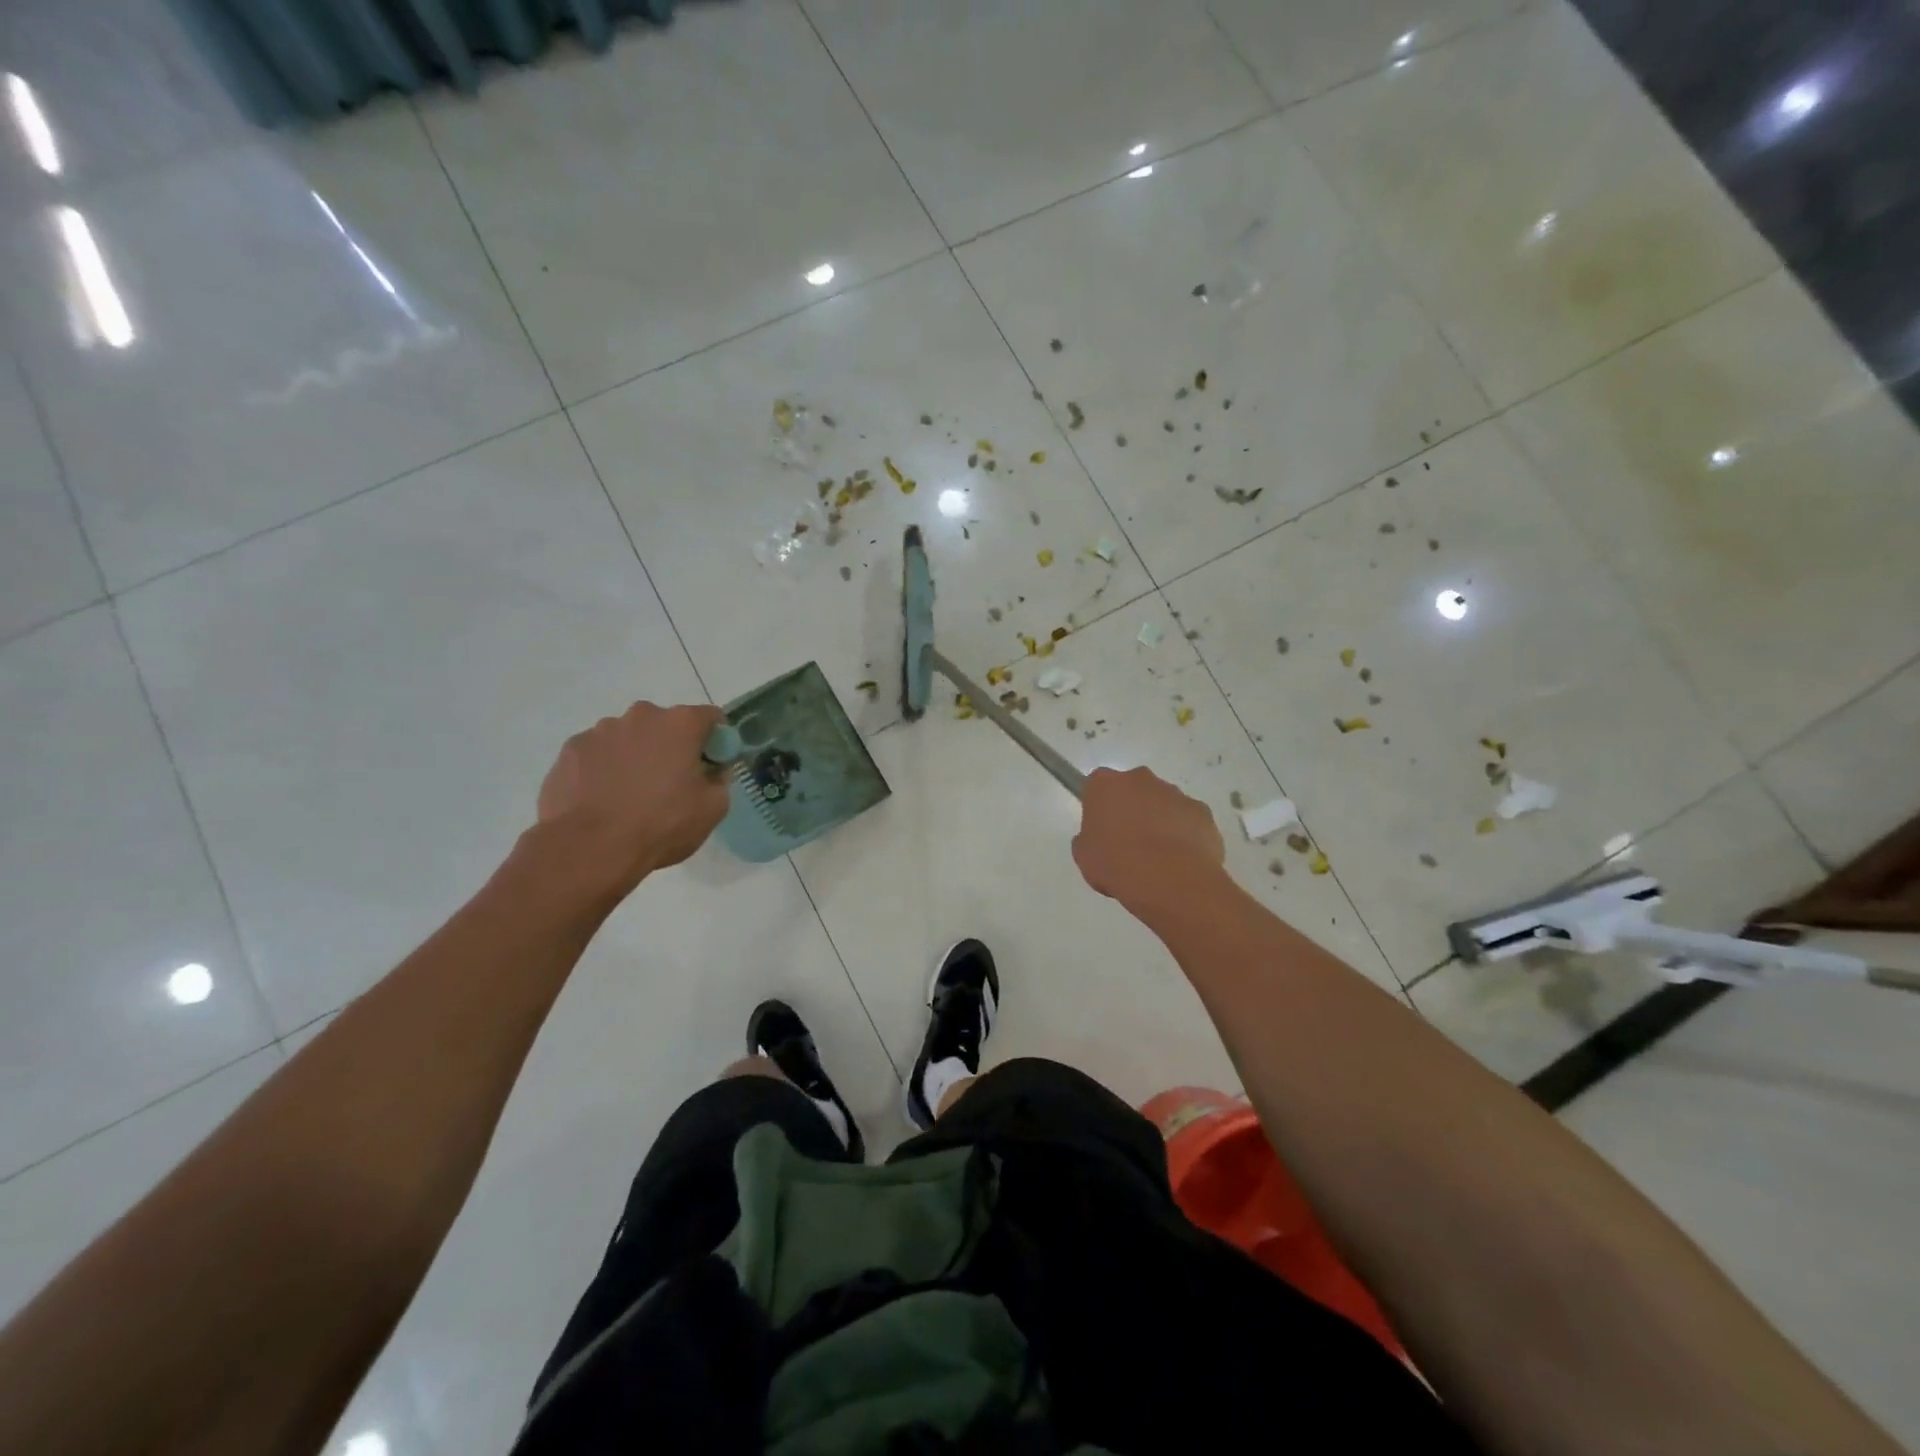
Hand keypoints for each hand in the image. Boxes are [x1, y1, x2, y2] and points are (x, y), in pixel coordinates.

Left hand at [536, 701, 729, 890]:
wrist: (590, 847)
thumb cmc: (661, 824)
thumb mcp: (712, 809)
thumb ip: (720, 780)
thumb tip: (712, 771)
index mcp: (680, 724)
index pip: (711, 717)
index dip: (716, 740)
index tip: (711, 765)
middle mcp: (641, 716)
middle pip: (666, 724)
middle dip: (671, 746)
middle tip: (670, 783)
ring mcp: (601, 730)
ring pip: (629, 737)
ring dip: (636, 756)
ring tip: (630, 795)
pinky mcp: (571, 749)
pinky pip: (598, 753)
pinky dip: (604, 768)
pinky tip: (602, 798)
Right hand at [1072, 766, 1226, 913]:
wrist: (1169, 880)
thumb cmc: (1116, 865)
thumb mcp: (1085, 856)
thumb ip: (1089, 838)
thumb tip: (1099, 839)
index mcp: (1106, 785)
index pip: (1097, 785)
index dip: (1099, 806)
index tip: (1101, 828)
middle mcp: (1141, 780)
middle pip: (1133, 788)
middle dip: (1132, 808)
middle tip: (1129, 842)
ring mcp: (1175, 793)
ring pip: (1163, 803)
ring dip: (1160, 821)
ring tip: (1158, 857)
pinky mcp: (1202, 811)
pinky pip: (1188, 820)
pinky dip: (1185, 834)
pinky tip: (1180, 861)